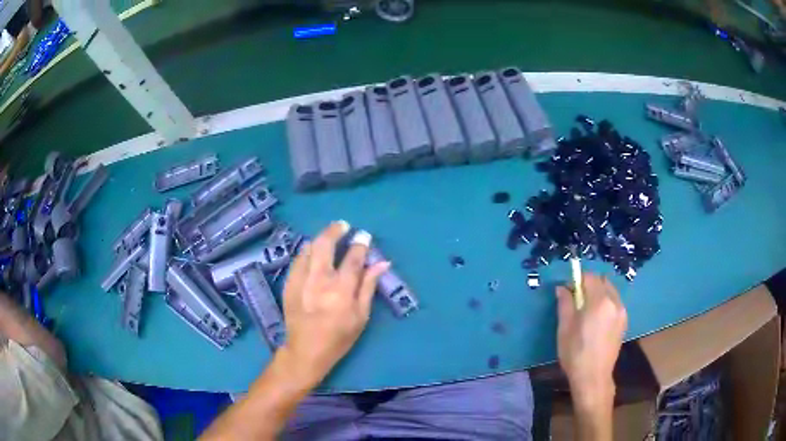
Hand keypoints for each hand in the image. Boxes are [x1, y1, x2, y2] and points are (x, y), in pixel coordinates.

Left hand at [278, 221, 388, 387]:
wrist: (306, 351)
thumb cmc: (339, 337)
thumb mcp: (361, 316)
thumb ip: (369, 286)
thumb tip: (382, 263)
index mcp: (341, 290)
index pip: (353, 258)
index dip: (360, 244)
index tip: (364, 235)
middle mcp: (320, 280)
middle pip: (325, 245)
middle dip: (335, 230)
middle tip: (343, 225)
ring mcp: (301, 281)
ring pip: (309, 248)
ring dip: (320, 238)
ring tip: (328, 236)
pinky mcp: (289, 284)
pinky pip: (297, 259)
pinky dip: (306, 251)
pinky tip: (311, 250)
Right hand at [556, 274, 626, 409]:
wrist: (593, 377)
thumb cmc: (575, 353)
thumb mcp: (565, 328)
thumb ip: (565, 304)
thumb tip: (563, 288)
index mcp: (599, 301)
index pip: (590, 277)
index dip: (577, 280)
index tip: (569, 292)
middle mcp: (614, 301)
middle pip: (602, 281)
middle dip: (590, 285)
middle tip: (577, 301)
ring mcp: (622, 311)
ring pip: (610, 291)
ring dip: (599, 293)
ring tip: (588, 312)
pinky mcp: (624, 322)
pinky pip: (615, 303)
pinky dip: (606, 303)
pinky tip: (598, 321)